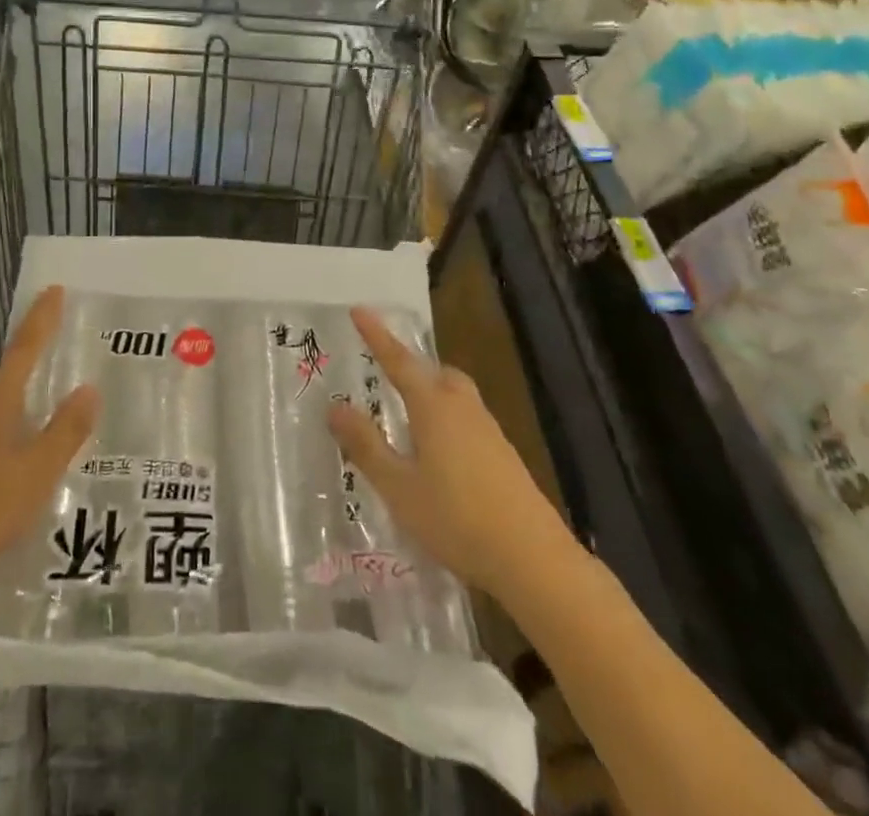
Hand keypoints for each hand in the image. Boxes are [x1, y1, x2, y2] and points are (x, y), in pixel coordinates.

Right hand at [329, 307, 579, 600]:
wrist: (533, 558)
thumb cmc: (456, 518)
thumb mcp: (398, 487)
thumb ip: (366, 445)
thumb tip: (335, 407)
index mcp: (433, 406)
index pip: (398, 360)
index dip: (377, 335)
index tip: (359, 310)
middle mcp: (462, 407)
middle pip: (434, 372)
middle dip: (411, 366)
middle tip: (387, 372)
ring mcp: (488, 430)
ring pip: (454, 394)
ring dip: (431, 392)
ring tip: (409, 413)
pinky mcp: (503, 455)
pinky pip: (467, 418)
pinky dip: (447, 418)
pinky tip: (440, 452)